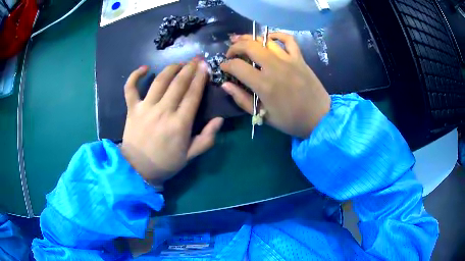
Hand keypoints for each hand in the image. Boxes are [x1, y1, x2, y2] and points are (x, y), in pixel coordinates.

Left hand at [120, 59, 222, 184]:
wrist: (138, 169)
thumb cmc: (166, 163)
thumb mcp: (190, 156)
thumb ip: (206, 138)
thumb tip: (219, 119)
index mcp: (180, 124)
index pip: (193, 94)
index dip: (200, 78)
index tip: (205, 66)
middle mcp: (163, 111)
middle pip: (178, 83)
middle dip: (189, 69)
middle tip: (196, 59)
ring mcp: (146, 108)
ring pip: (159, 81)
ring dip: (171, 68)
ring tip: (179, 63)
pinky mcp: (132, 109)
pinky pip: (131, 88)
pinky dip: (135, 76)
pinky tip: (144, 68)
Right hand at [220, 33, 330, 138]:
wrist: (319, 117)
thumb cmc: (290, 120)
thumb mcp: (263, 115)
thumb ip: (242, 99)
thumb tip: (225, 85)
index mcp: (264, 84)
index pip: (237, 66)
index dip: (226, 65)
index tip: (223, 68)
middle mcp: (274, 67)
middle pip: (249, 46)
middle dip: (235, 47)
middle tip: (230, 53)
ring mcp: (288, 60)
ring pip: (265, 40)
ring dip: (250, 39)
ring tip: (243, 42)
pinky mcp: (299, 58)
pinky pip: (288, 39)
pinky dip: (277, 35)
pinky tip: (269, 38)